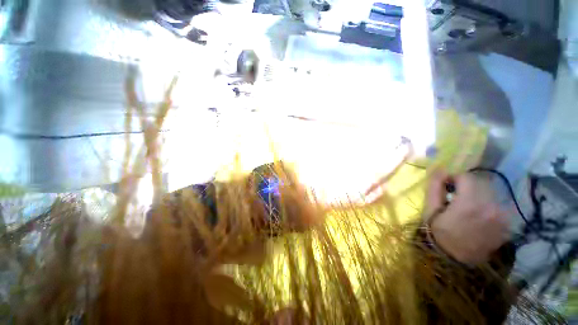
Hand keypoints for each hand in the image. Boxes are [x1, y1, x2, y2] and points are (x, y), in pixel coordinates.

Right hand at [425, 171, 509, 264]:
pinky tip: (478, 214)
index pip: (467, 177)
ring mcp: (502, 216)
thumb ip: (435, 187)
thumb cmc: (439, 232)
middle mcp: (491, 207)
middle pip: (481, 183)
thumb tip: (439, 169)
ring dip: (478, 194)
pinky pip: (497, 203)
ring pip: (491, 192)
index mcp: (471, 203)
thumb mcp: (430, 209)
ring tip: (466, 206)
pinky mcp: (507, 223)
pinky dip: (487, 203)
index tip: (447, 187)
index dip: (454, 179)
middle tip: (455, 196)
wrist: (456, 259)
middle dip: (467, 185)